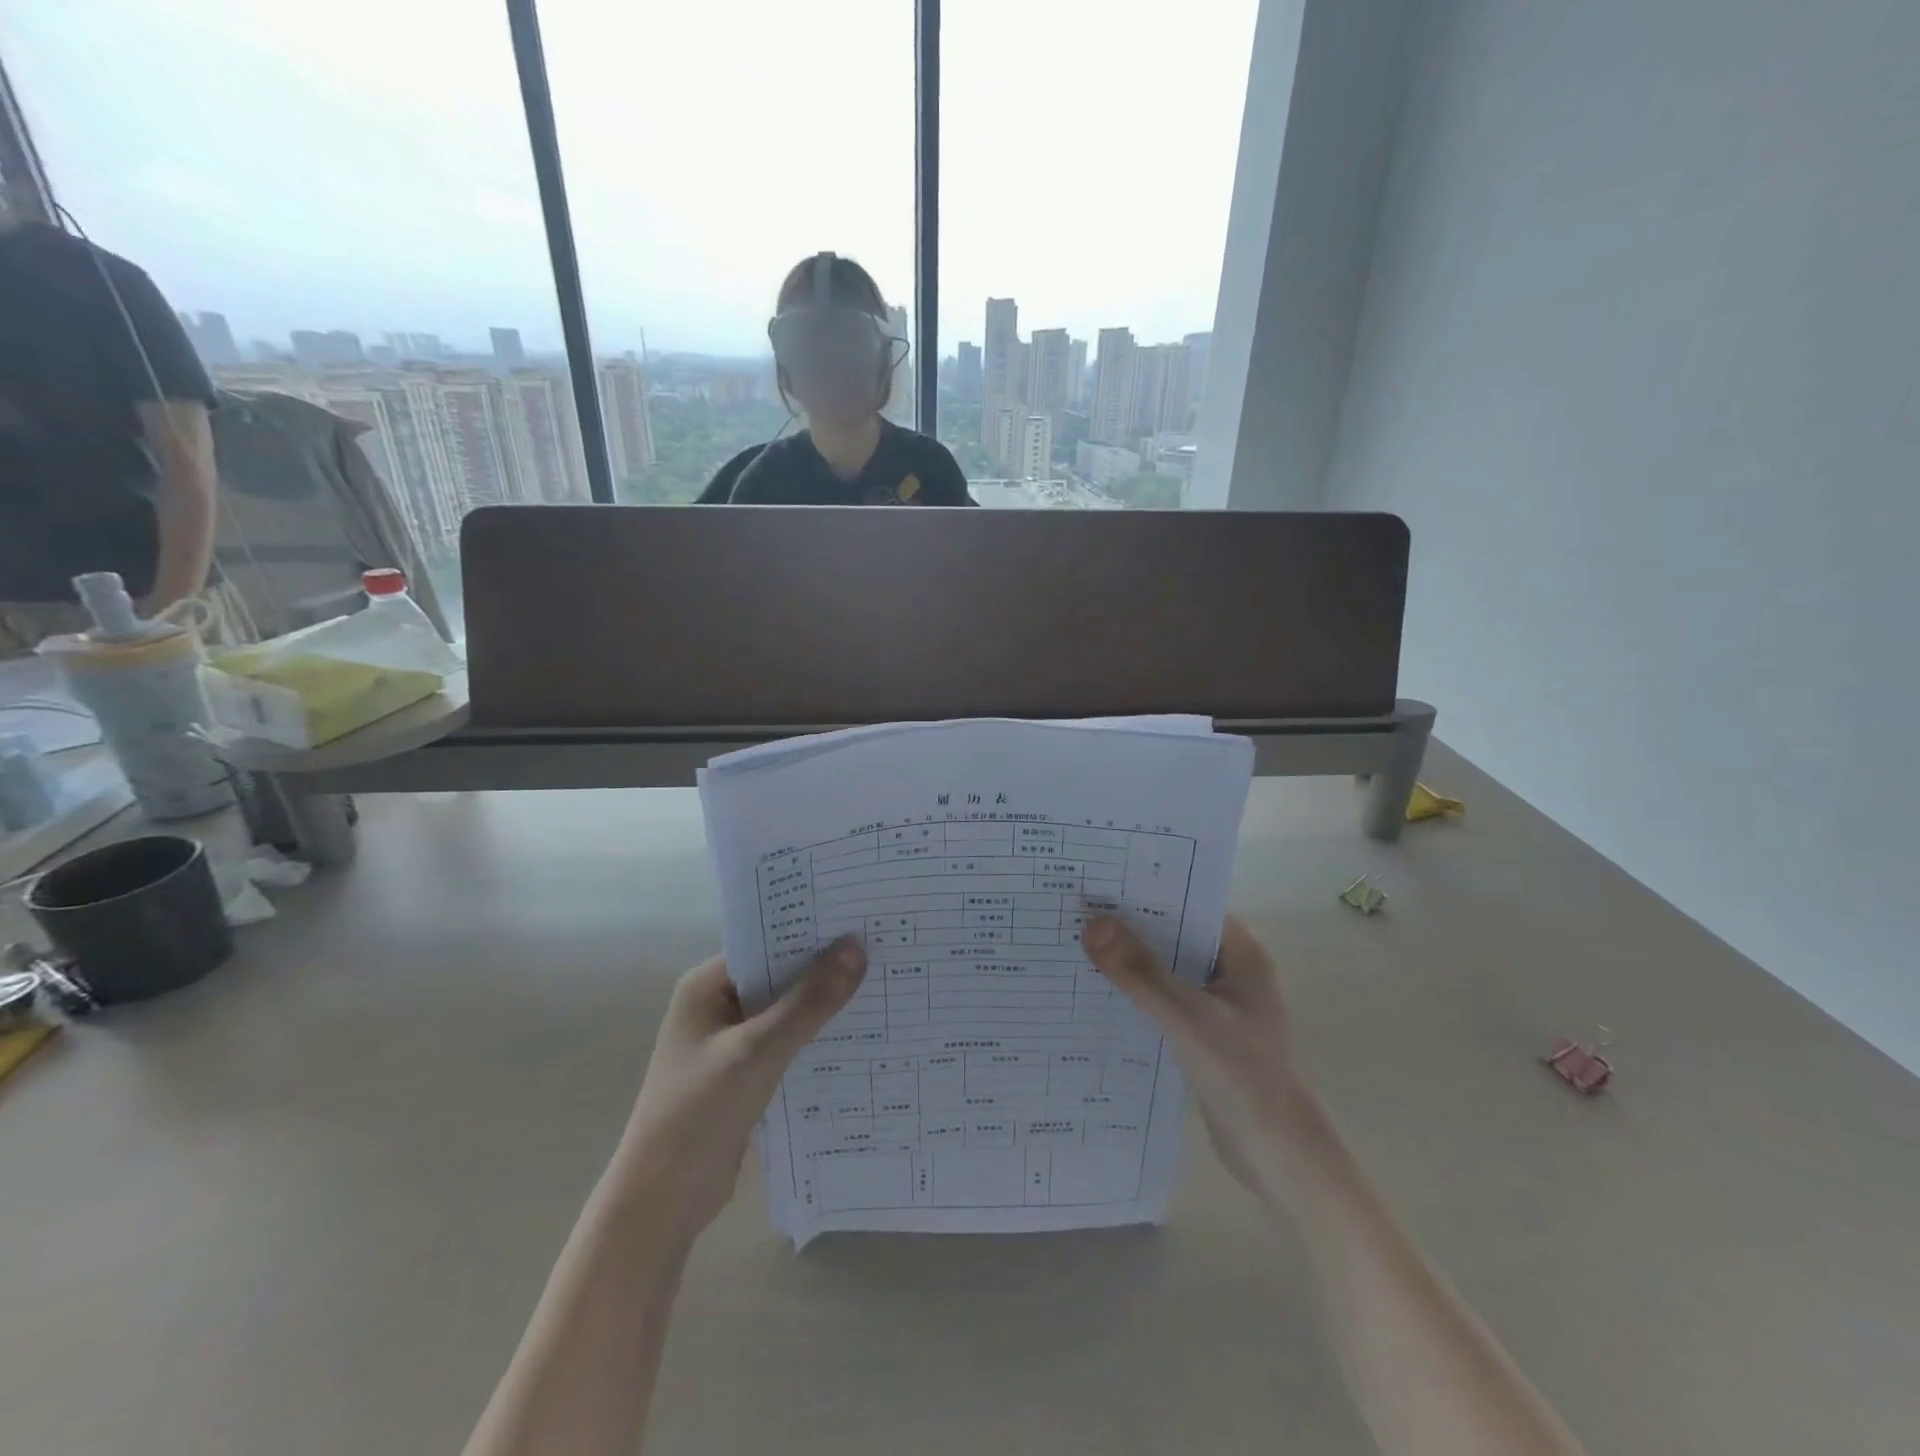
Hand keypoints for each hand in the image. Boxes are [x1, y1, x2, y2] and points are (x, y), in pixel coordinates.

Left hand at [614, 939, 867, 1240]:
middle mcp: (717, 1005)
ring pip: (786, 1010)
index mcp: (707, 986)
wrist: (661, 1203)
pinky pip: (787, 1042)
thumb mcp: (759, 1051)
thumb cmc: (699, 1113)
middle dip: (824, 967)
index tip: (860, 920)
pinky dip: (815, 1037)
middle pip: (779, 975)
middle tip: (881, 949)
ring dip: (823, 1004)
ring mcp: (730, 1042)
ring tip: (881, 984)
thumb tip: (856, 947)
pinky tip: (857, 1034)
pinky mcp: (744, 1074)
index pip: (766, 942)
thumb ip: (809, 1001)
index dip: (811, 931)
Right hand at [1081, 914, 1302, 1200]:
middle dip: (1132, 926)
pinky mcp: (1205, 1030)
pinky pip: (1165, 997)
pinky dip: (1138, 992)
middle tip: (1078, 911)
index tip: (1101, 882)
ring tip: (1079, 945)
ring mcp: (1219, 1001)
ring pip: (1168, 967)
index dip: (1148, 892)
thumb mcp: (1186, 1017)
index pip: (1190, 904)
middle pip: (1175, 934)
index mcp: (1242, 953)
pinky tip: (1101, 992)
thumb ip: (1140, 972)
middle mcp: (1232, 969)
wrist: (1275, 1153)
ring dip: (1132, 960)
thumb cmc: (1240, 1074)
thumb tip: (1093, 924)